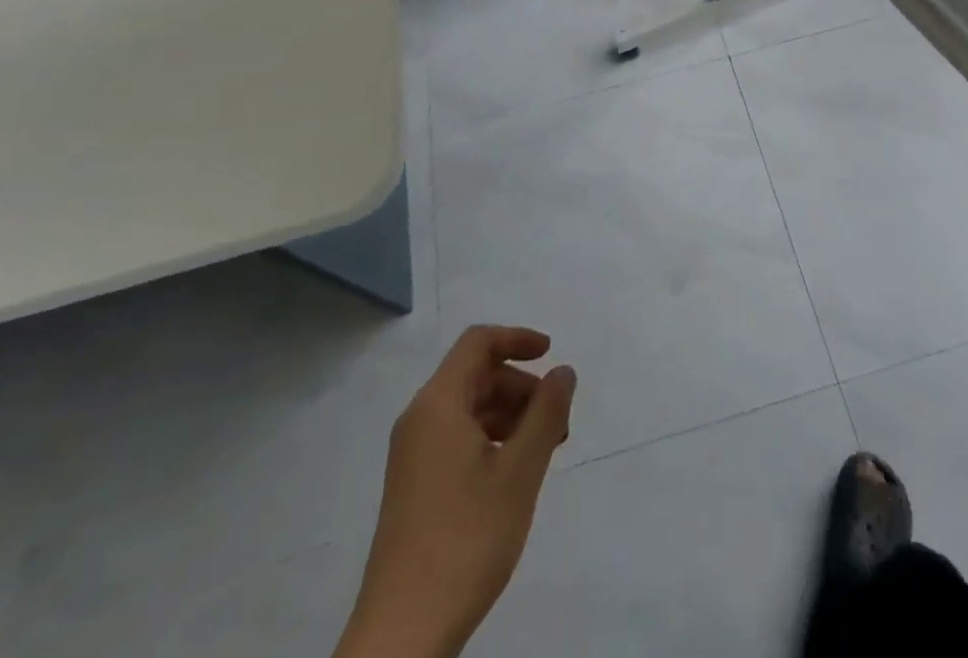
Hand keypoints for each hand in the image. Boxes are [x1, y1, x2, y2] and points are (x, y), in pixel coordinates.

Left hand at [340, 326, 576, 657]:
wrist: (403, 633)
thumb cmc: (466, 539)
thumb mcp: (520, 472)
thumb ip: (546, 413)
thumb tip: (563, 371)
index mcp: (438, 404)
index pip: (478, 343)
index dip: (517, 339)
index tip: (551, 354)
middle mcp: (420, 419)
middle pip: (476, 375)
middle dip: (521, 386)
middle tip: (558, 421)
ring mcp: (413, 455)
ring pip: (469, 409)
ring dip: (510, 415)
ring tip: (544, 451)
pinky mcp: (414, 486)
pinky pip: (458, 438)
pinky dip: (491, 439)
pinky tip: (514, 473)